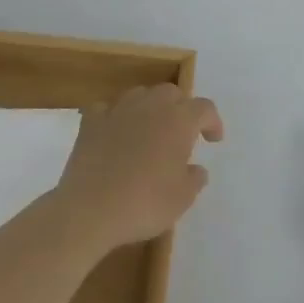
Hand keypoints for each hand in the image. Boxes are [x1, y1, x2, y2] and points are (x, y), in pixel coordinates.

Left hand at [54, 84, 223, 250]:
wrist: (90, 209)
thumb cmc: (144, 203)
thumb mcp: (182, 199)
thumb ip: (194, 179)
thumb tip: (196, 169)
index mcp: (179, 120)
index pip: (204, 108)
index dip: (213, 121)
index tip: (213, 140)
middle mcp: (151, 106)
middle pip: (172, 93)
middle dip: (181, 108)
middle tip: (182, 133)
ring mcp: (119, 110)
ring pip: (141, 94)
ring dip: (150, 107)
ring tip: (150, 129)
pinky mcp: (92, 121)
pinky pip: (108, 108)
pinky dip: (115, 116)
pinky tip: (115, 130)